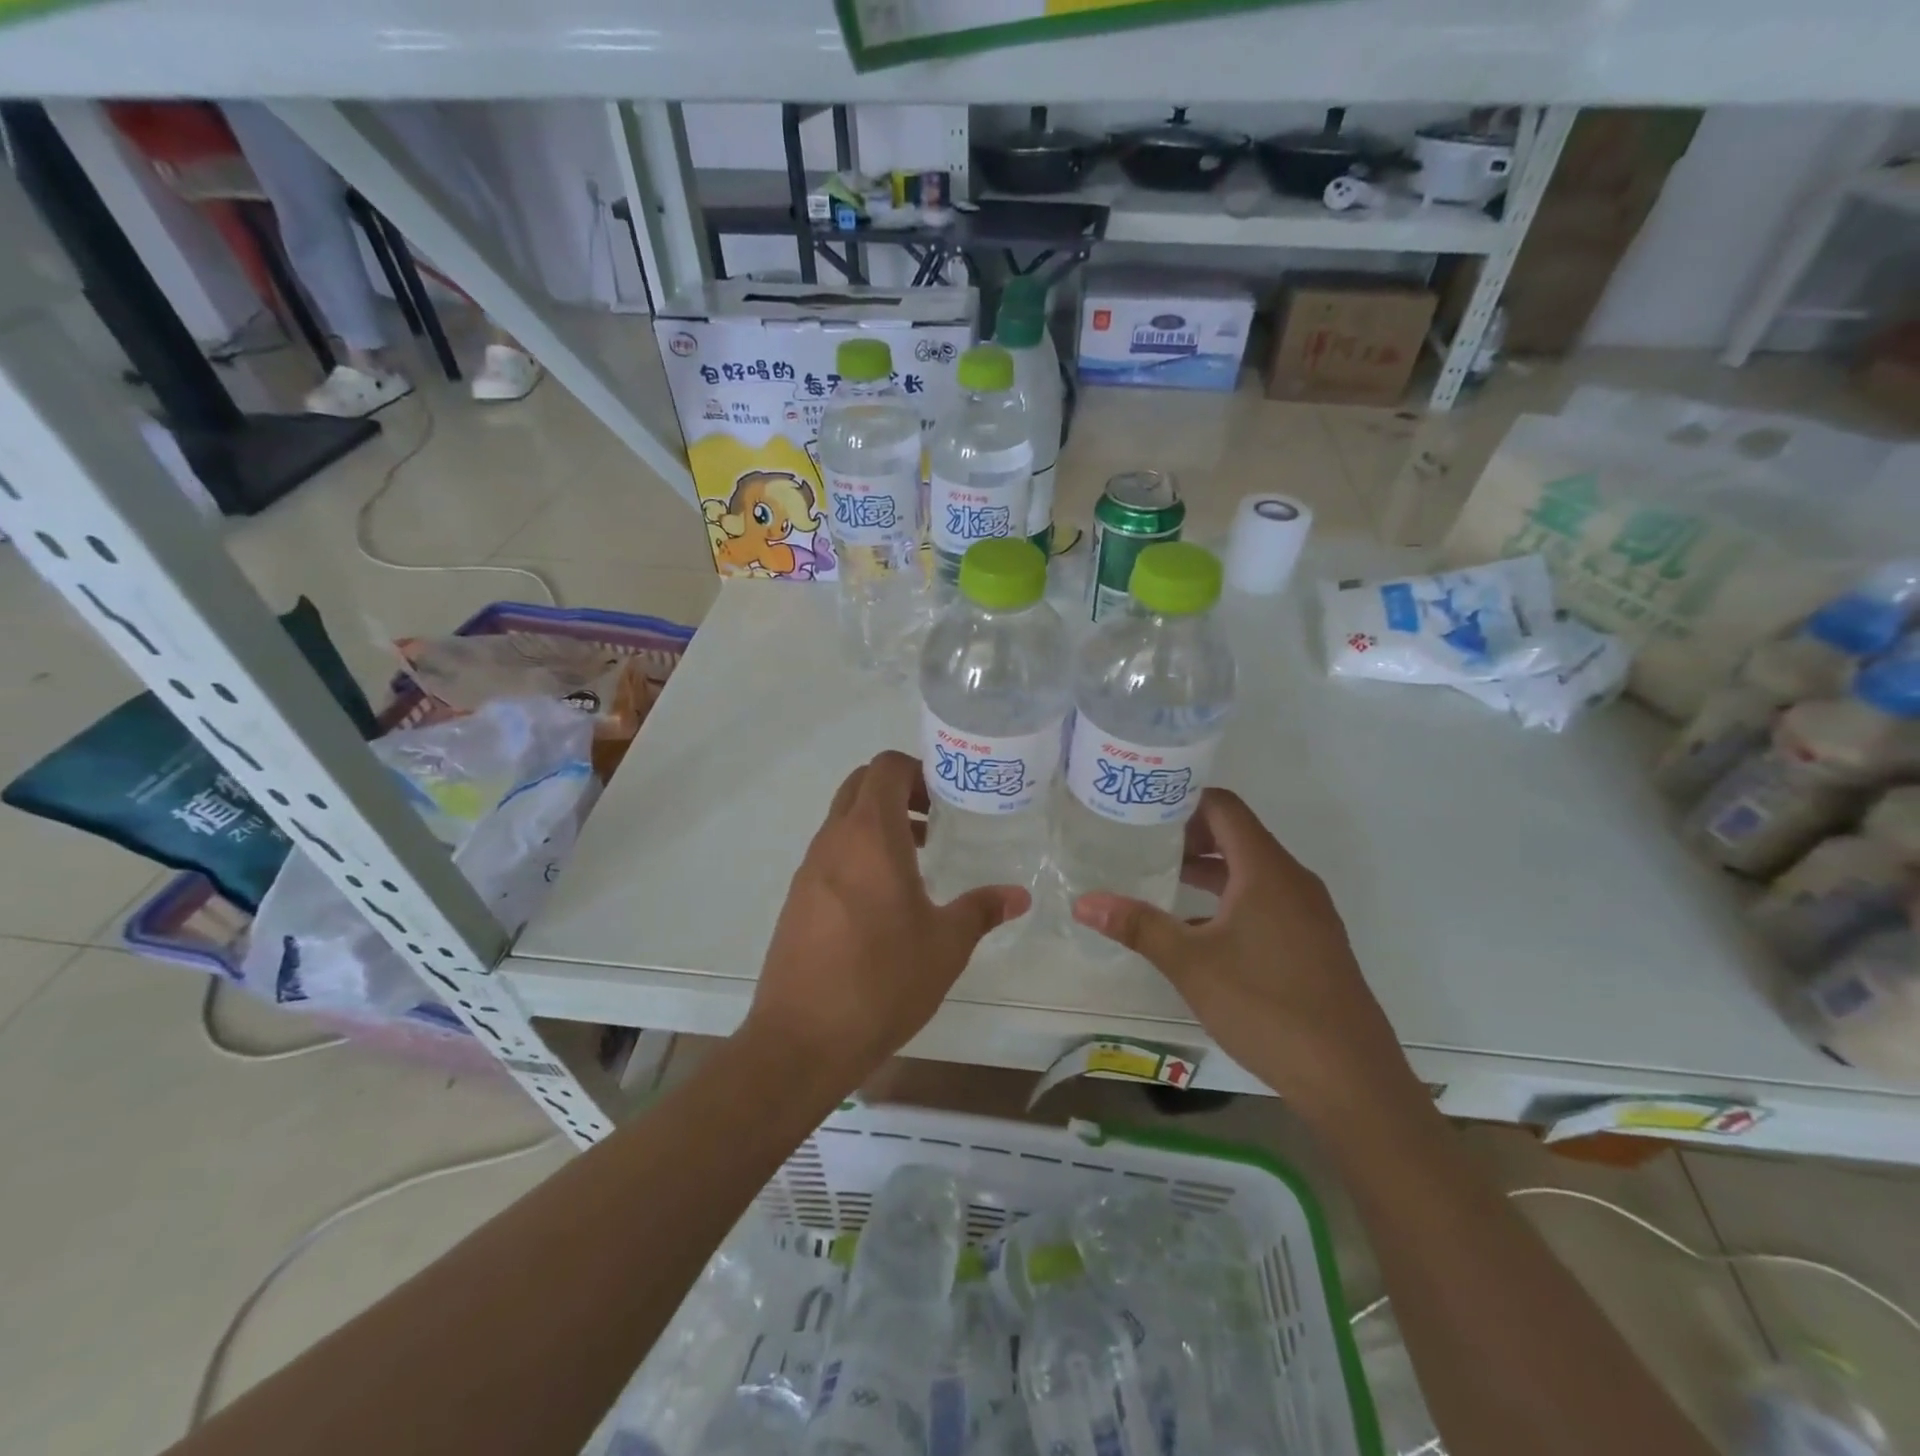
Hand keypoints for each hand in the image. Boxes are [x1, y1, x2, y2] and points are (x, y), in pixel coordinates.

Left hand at [743, 751, 1028, 1087]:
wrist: (802, 1039)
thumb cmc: (882, 980)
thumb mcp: (946, 945)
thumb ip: (982, 910)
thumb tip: (1018, 895)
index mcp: (870, 835)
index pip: (885, 768)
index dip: (918, 770)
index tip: (947, 799)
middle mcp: (834, 840)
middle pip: (861, 786)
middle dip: (900, 791)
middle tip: (936, 822)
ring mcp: (809, 869)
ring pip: (844, 821)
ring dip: (880, 825)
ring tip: (919, 861)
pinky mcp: (798, 899)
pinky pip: (832, 854)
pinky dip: (859, 854)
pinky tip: (885, 901)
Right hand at [1071, 788, 1410, 1115]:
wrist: (1351, 1079)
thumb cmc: (1267, 1006)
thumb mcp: (1191, 964)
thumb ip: (1138, 927)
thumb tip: (1083, 902)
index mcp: (1266, 870)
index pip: (1224, 808)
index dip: (1183, 799)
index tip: (1142, 807)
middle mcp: (1292, 880)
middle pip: (1237, 835)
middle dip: (1189, 834)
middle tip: (1141, 841)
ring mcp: (1308, 913)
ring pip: (1251, 871)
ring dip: (1208, 869)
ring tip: (1161, 878)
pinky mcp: (1313, 942)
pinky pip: (1265, 900)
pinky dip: (1229, 900)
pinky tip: (1197, 930)